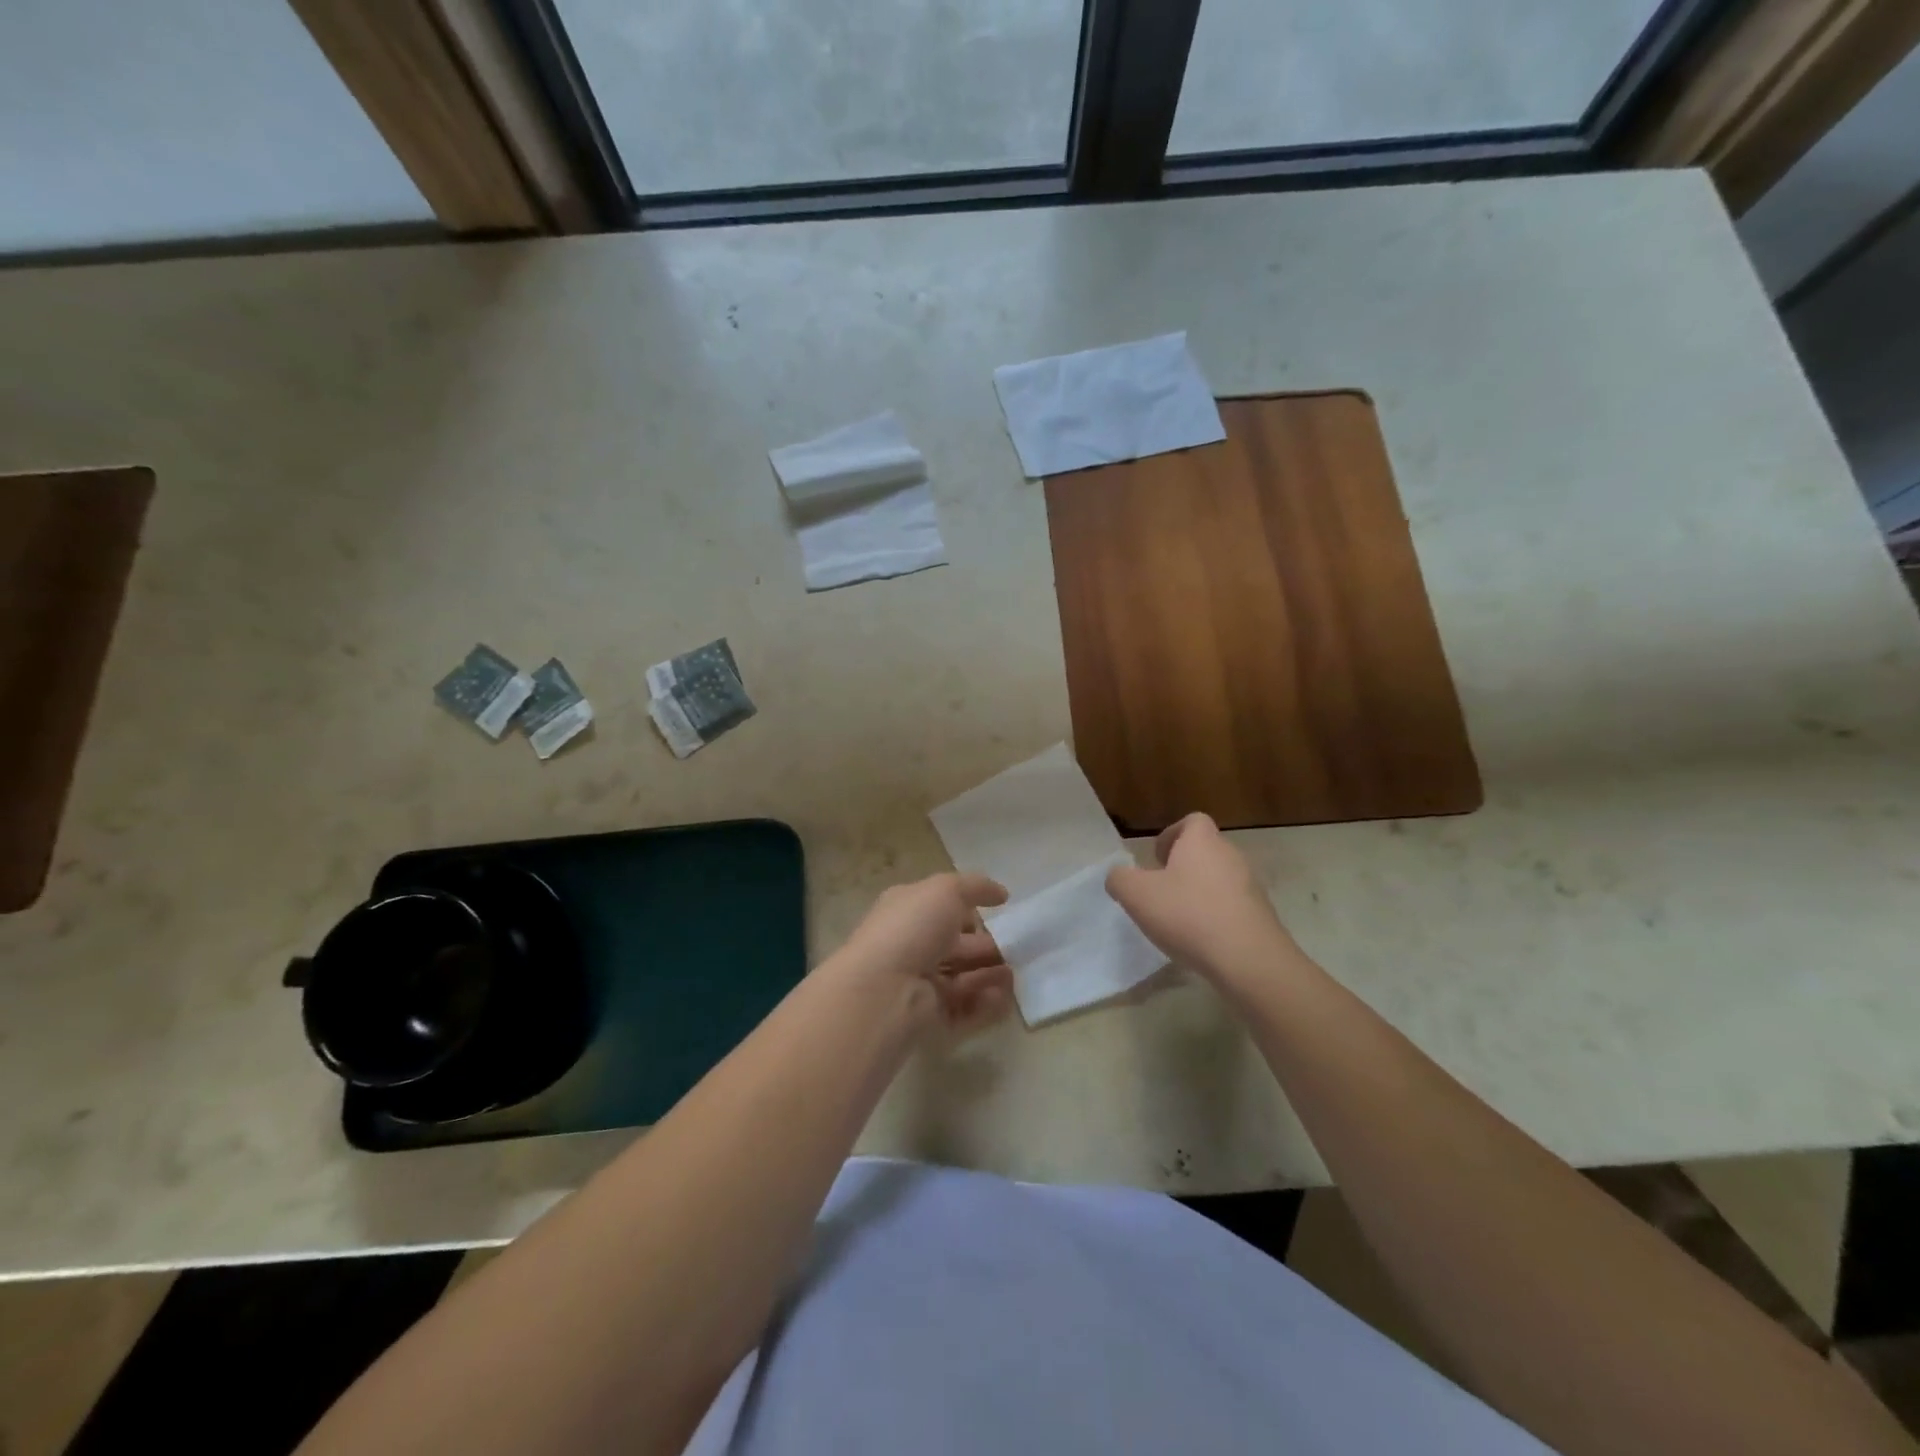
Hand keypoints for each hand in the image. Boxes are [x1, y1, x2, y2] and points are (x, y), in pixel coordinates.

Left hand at [832, 873, 1014, 1033]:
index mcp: (907, 911)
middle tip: (1017, 949)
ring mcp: (918, 985)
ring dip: (990, 975)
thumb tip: (1001, 893)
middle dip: (986, 946)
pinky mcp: (928, 1018)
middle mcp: (910, 946)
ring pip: (961, 979)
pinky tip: (1002, 997)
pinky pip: (963, 1010)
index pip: (940, 908)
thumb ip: (976, 887)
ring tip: (1015, 975)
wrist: (884, 990)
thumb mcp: (945, 890)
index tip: (1000, 912)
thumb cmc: (912, 929)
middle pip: (954, 946)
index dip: (968, 909)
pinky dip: (985, 1004)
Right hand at [1105, 814, 1300, 991]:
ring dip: (1200, 893)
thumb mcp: (1136, 895)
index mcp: (1202, 842)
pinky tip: (1202, 940)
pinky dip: (1216, 916)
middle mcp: (1231, 855)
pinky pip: (1233, 906)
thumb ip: (1120, 879)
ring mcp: (1251, 886)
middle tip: (1161, 892)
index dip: (1172, 836)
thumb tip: (1119, 876)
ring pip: (1219, 879)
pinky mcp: (1262, 915)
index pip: (1192, 822)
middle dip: (1183, 867)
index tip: (1156, 860)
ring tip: (1179, 920)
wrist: (1248, 959)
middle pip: (1206, 851)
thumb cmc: (1187, 915)